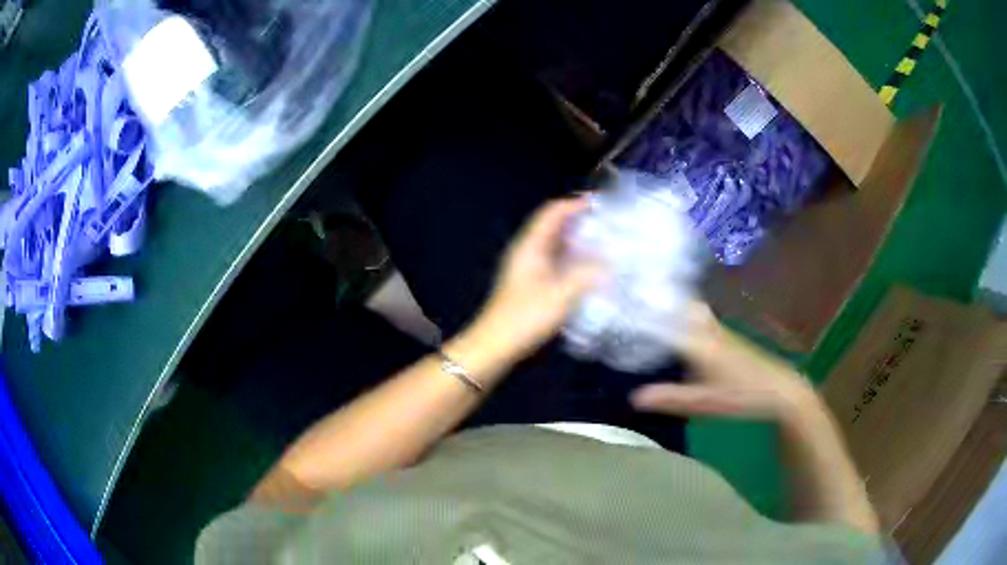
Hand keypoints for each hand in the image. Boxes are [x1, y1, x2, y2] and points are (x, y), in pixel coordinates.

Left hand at [465, 197, 602, 362]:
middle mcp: (527, 251)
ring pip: (555, 244)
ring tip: (604, 242)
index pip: (551, 212)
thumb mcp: (560, 295)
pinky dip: (572, 258)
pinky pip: (555, 260)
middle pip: (553, 226)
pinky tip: (589, 268)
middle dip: (579, 220)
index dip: (574, 204)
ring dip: (577, 240)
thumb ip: (587, 275)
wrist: (496, 345)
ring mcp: (528, 267)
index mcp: (530, 246)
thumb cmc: (525, 317)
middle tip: (607, 222)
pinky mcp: (531, 282)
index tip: (600, 203)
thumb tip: (609, 262)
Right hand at [631, 302, 819, 420]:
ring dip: (669, 304)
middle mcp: (706, 328)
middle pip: (677, 304)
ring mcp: (717, 328)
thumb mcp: (704, 402)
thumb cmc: (741, 395)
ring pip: (689, 307)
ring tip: (646, 308)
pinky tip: (675, 324)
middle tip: (628, 302)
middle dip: (654, 300)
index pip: (663, 322)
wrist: (778, 387)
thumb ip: (670, 399)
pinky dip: (682, 313)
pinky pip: (697, 315)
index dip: (639, 315)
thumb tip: (633, 397)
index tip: (616, 309)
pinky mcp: (724, 333)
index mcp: (698, 342)